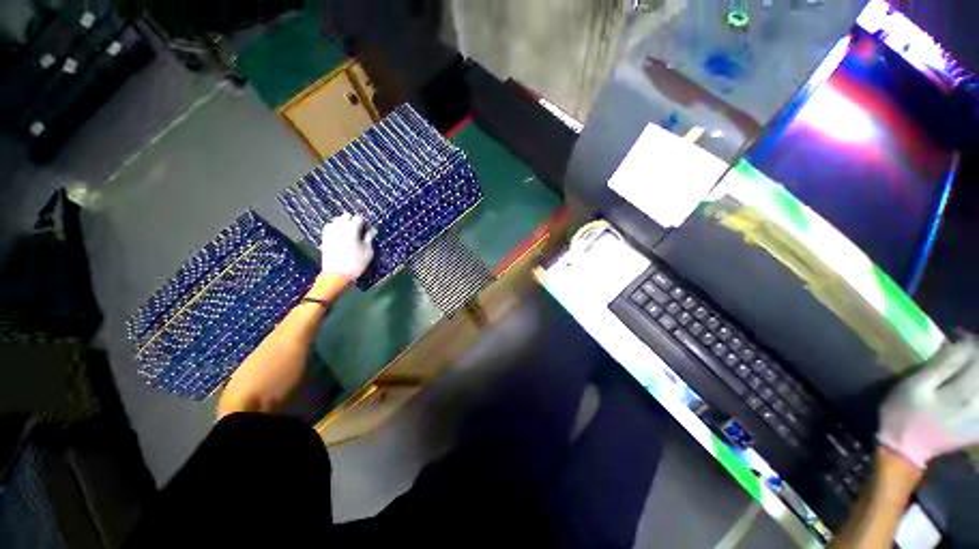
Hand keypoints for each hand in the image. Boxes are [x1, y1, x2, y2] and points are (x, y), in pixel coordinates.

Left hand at [319, 214, 375, 280]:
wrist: (337, 274)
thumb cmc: (356, 262)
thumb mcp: (368, 251)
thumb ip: (369, 238)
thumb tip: (372, 230)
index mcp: (352, 228)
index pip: (359, 218)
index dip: (365, 224)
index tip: (369, 231)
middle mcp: (339, 227)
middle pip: (347, 216)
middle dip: (354, 221)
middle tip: (360, 231)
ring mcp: (330, 232)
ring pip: (337, 220)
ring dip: (344, 224)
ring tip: (350, 233)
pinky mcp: (324, 238)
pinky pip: (330, 227)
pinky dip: (336, 228)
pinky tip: (341, 236)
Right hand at [878, 338, 978, 467]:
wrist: (905, 450)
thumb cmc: (904, 413)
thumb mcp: (914, 387)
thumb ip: (941, 365)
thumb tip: (962, 342)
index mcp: (962, 391)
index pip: (977, 358)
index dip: (972, 343)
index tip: (960, 336)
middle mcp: (978, 403)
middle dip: (977, 358)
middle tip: (968, 349)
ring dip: (977, 374)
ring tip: (969, 368)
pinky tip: (972, 389)